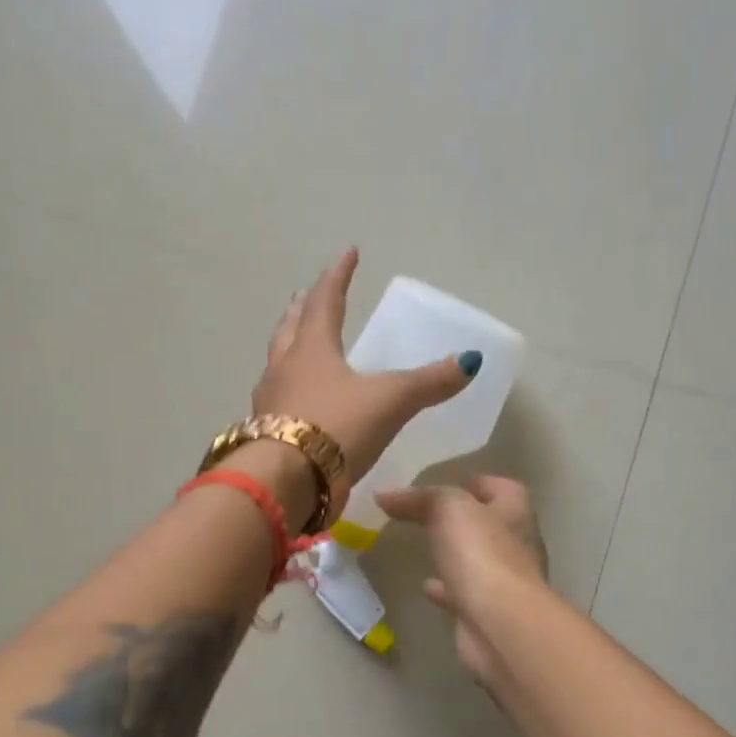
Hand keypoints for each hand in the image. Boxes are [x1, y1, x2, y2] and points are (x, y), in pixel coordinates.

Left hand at [253, 249, 479, 507]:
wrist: (285, 483)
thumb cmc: (337, 428)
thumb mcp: (391, 401)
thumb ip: (429, 382)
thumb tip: (470, 361)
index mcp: (312, 349)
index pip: (325, 300)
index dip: (338, 275)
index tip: (348, 253)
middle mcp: (284, 368)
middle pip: (290, 327)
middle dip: (302, 308)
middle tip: (304, 295)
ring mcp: (269, 402)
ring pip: (278, 363)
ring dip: (289, 347)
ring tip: (298, 344)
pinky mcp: (265, 435)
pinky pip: (276, 400)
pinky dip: (288, 389)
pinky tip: (297, 402)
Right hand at [376, 476, 548, 686]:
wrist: (501, 625)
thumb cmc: (482, 555)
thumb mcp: (448, 510)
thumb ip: (419, 499)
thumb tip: (384, 493)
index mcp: (515, 513)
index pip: (506, 489)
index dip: (483, 484)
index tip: (456, 483)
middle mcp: (517, 546)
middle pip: (493, 526)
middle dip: (467, 521)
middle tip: (433, 517)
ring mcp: (505, 583)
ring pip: (479, 562)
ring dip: (458, 556)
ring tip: (428, 549)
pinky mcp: (489, 614)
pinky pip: (465, 595)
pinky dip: (447, 590)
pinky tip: (427, 587)